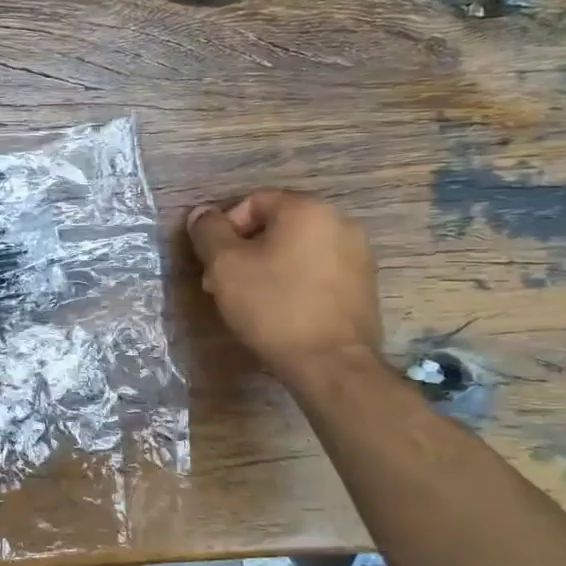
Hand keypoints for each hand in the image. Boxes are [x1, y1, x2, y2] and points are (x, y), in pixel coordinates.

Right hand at [186, 190, 383, 387]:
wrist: (330, 363)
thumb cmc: (273, 306)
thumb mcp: (225, 266)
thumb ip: (209, 232)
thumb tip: (201, 214)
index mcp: (307, 209)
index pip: (253, 202)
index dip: (223, 229)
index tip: (212, 263)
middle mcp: (339, 222)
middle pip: (276, 226)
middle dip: (243, 251)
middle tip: (222, 284)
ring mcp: (358, 255)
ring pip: (297, 250)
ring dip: (267, 267)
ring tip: (249, 301)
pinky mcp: (363, 286)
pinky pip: (317, 272)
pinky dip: (294, 283)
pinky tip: (280, 311)